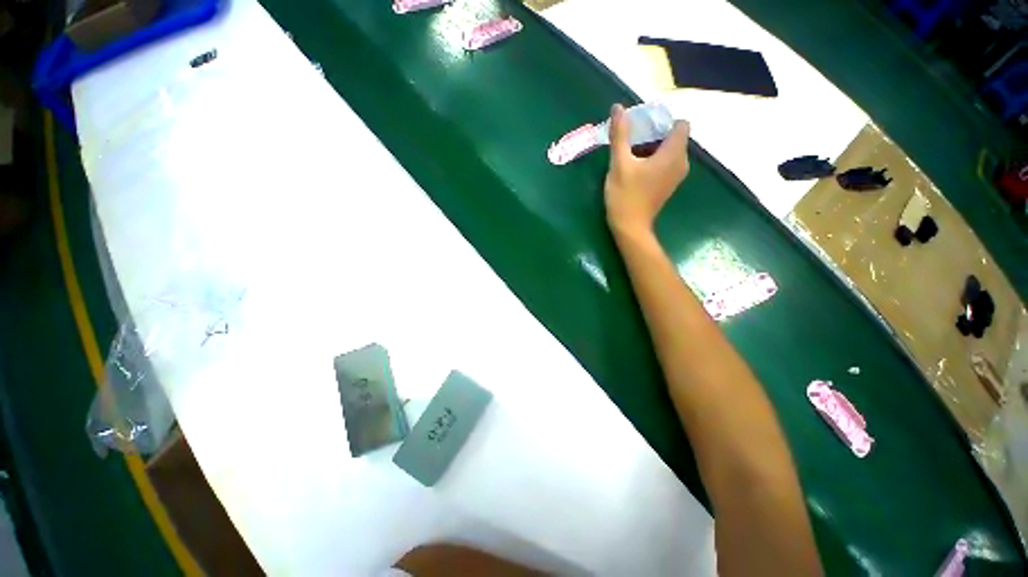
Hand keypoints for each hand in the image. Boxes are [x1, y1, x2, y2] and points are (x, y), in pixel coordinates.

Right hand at [604, 104, 690, 236]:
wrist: (630, 227)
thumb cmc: (625, 195)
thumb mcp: (619, 164)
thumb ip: (620, 135)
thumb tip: (618, 107)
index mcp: (673, 154)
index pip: (680, 124)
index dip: (663, 121)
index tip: (643, 126)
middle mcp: (681, 162)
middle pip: (674, 137)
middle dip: (655, 133)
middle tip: (632, 140)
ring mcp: (676, 175)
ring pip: (670, 150)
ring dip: (653, 147)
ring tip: (631, 153)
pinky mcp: (669, 185)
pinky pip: (667, 163)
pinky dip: (655, 159)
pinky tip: (636, 168)